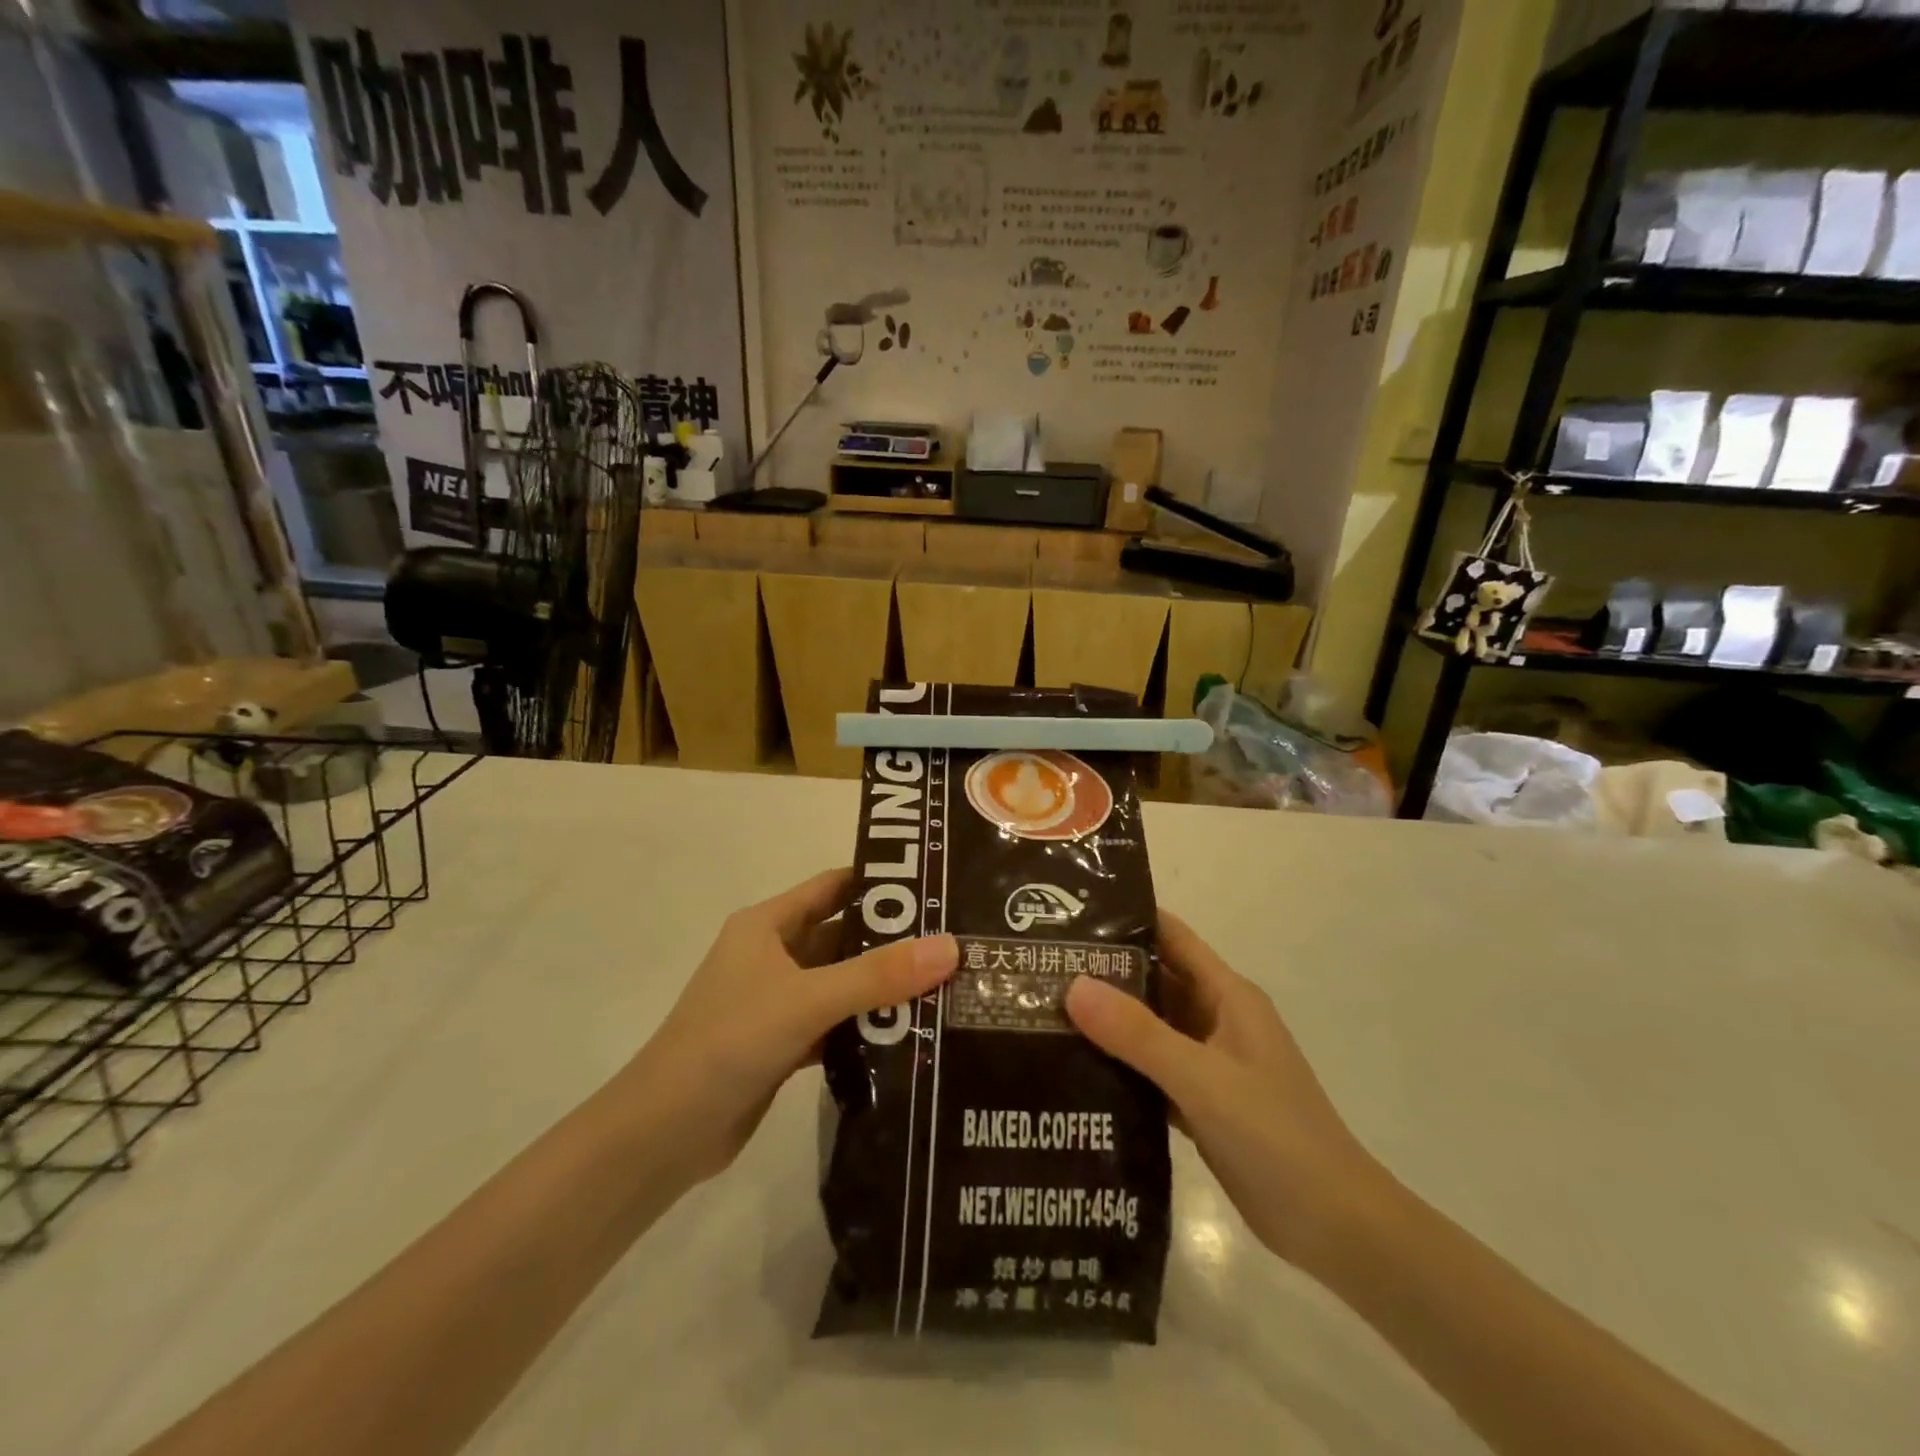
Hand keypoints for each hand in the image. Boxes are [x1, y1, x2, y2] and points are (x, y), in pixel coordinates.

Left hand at [632, 868, 956, 1181]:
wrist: (664, 1133)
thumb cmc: (730, 1041)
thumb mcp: (807, 999)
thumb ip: (878, 976)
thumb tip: (952, 947)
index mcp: (767, 925)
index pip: (833, 886)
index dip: (879, 882)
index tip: (934, 886)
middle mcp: (772, 956)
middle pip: (842, 937)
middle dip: (892, 940)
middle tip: (954, 943)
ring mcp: (776, 1002)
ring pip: (840, 984)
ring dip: (882, 988)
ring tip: (945, 986)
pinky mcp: (781, 1044)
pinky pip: (834, 1024)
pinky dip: (865, 1028)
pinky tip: (909, 1036)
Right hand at [1065, 911, 1380, 1267]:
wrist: (1336, 1230)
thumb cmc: (1276, 1138)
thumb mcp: (1203, 1079)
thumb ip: (1138, 1033)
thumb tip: (1072, 985)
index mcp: (1228, 996)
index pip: (1172, 937)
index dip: (1127, 919)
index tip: (1070, 915)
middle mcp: (1217, 1020)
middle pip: (1155, 980)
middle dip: (1105, 971)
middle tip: (1041, 966)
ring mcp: (1210, 1063)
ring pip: (1150, 1027)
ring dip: (1108, 1020)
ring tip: (1045, 1010)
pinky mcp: (1202, 1103)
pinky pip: (1152, 1070)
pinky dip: (1120, 1065)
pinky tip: (1076, 1067)